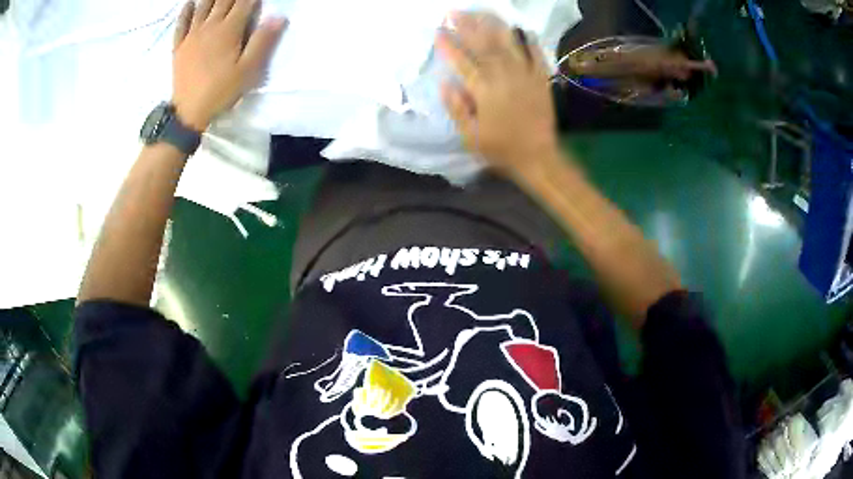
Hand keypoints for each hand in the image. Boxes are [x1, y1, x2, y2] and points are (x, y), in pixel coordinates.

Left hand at [172, 0, 286, 131]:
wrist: (189, 112)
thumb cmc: (221, 91)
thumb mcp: (248, 70)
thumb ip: (262, 41)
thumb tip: (278, 16)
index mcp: (229, 30)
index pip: (245, 2)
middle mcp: (210, 26)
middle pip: (224, 0)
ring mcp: (192, 35)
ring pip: (203, 6)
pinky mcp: (179, 46)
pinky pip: (181, 23)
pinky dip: (185, 11)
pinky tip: (189, 3)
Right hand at [436, 12, 559, 174]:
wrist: (538, 156)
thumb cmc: (501, 148)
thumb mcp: (470, 136)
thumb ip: (456, 108)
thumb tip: (445, 83)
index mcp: (484, 91)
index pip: (462, 62)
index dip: (449, 45)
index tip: (438, 31)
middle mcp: (504, 77)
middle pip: (483, 45)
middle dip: (467, 26)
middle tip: (454, 12)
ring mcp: (525, 75)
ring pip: (508, 43)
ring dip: (493, 25)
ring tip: (481, 12)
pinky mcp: (541, 79)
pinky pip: (536, 54)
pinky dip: (529, 40)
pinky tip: (521, 28)